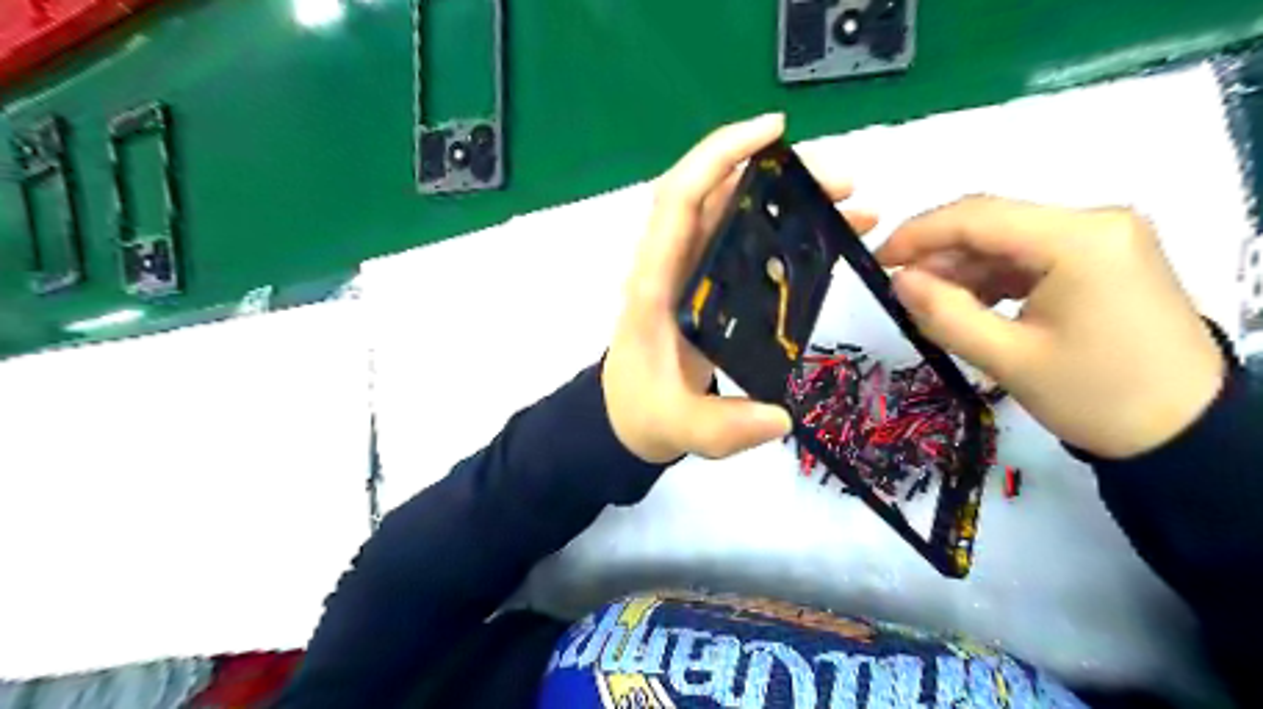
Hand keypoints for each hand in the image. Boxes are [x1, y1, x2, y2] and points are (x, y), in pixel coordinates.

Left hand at [605, 114, 880, 461]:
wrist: (629, 416)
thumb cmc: (645, 412)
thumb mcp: (679, 428)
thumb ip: (722, 427)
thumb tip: (781, 417)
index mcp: (655, 285)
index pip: (678, 201)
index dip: (716, 156)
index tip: (771, 132)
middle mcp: (672, 266)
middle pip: (718, 196)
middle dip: (778, 175)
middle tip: (844, 183)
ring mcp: (691, 273)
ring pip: (735, 213)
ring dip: (789, 198)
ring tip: (852, 206)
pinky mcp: (709, 285)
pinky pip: (745, 241)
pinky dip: (785, 229)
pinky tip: (826, 238)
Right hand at [881, 194, 1223, 459]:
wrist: (1184, 432)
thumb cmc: (1095, 396)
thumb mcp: (1007, 358)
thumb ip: (943, 313)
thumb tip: (898, 279)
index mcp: (1080, 239)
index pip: (978, 216)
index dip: (917, 234)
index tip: (876, 261)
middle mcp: (1095, 223)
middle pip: (993, 224)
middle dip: (939, 256)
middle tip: (901, 292)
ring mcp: (1103, 239)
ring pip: (1007, 241)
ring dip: (963, 270)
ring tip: (931, 306)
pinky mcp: (1103, 259)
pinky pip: (1029, 257)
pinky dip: (991, 279)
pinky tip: (970, 306)